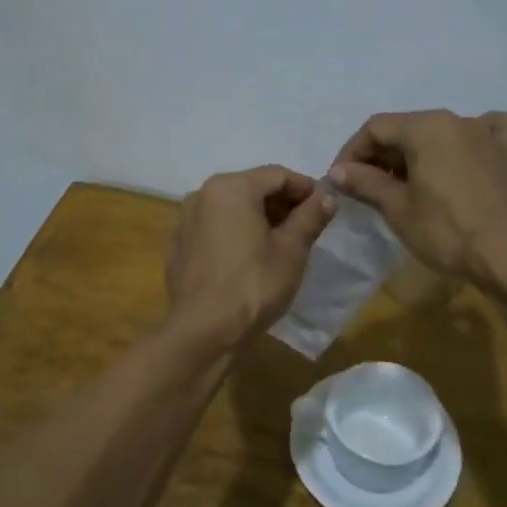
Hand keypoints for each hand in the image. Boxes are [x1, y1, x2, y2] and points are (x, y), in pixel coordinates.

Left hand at [165, 166, 336, 347]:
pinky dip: (235, 234)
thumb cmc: (254, 284)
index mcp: (231, 187)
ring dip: (258, 218)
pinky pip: (214, 229)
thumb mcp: (292, 249)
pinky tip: (249, 259)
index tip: (324, 206)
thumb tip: (327, 195)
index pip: (277, 175)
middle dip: (281, 203)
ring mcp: (185, 220)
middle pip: (252, 188)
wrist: (204, 331)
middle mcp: (202, 194)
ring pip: (231, 208)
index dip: (305, 188)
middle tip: (306, 227)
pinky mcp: (179, 246)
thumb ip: (310, 216)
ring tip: (281, 244)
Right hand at [329, 110, 506, 283]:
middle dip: (383, 154)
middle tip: (369, 187)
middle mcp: (458, 119)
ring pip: (445, 131)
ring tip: (411, 181)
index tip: (341, 180)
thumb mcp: (397, 208)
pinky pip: (493, 131)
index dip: (352, 152)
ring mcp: (490, 134)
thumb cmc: (446, 232)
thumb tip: (337, 171)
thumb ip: (365, 182)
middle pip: (409, 128)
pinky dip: (477, 138)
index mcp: (426, 126)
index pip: (376, 128)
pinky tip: (471, 153)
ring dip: (421, 151)